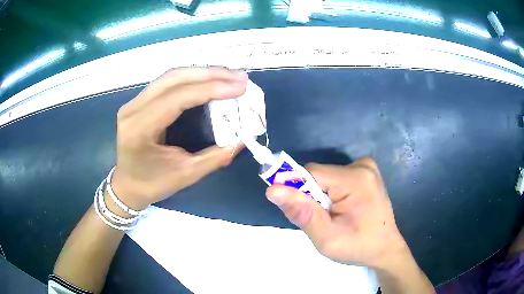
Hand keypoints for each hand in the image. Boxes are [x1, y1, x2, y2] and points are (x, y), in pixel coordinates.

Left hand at [111, 67, 247, 209]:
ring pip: (171, 76)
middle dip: (210, 74)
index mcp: (139, 128)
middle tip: (239, 77)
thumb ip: (215, 156)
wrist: (127, 186)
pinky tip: (209, 80)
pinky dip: (191, 79)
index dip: (211, 88)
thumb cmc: (152, 184)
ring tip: (229, 76)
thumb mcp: (186, 175)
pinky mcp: (139, 101)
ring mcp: (134, 102)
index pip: (178, 98)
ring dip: (202, 73)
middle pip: (174, 78)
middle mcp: (133, 108)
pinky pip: (167, 83)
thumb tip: (243, 139)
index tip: (240, 87)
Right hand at [265, 158, 409, 269]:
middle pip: (318, 175)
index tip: (301, 213)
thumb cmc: (359, 247)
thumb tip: (273, 189)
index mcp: (355, 179)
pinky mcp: (366, 172)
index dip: (298, 191)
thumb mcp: (328, 239)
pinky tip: (342, 209)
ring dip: (321, 197)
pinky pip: (335, 178)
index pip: (311, 173)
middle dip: (312, 197)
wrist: (385, 248)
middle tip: (322, 221)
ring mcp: (366, 167)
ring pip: (325, 177)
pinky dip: (331, 194)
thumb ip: (303, 214)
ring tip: (334, 218)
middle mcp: (362, 165)